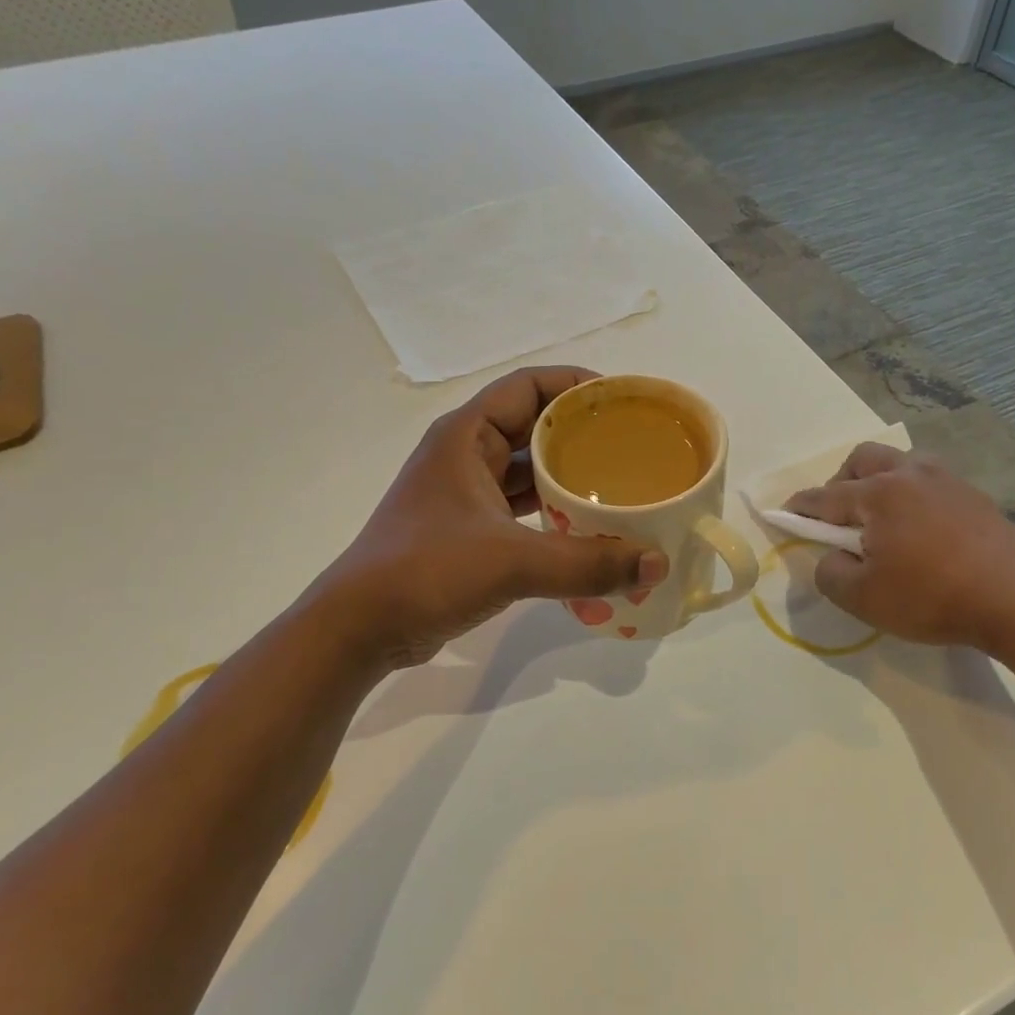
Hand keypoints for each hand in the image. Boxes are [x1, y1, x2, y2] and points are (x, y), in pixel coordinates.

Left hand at [322, 367, 668, 667]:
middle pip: (531, 426)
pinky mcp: (464, 531)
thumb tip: (656, 563)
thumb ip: (586, 563)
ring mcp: (462, 495)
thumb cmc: (426, 571)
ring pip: (525, 470)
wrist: (358, 628)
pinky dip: (550, 513)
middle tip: (630, 448)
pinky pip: (518, 508)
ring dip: (566, 476)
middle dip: (580, 434)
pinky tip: (585, 528)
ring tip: (617, 486)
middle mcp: (463, 455)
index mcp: (465, 435)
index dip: (576, 386)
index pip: (528, 387)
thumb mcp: (511, 562)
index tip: (623, 403)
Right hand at [784, 443, 1014, 649]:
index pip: (824, 496)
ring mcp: (947, 482)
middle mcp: (910, 476)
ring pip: (901, 464)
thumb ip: (830, 574)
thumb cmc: (933, 597)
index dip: (800, 507)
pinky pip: (930, 482)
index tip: (783, 513)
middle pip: (863, 459)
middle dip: (840, 481)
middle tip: (838, 516)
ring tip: (881, 519)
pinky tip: (920, 528)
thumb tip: (829, 557)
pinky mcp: (975, 498)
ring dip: (880, 482)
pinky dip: (912, 496)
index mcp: (877, 494)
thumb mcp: (864, 599)